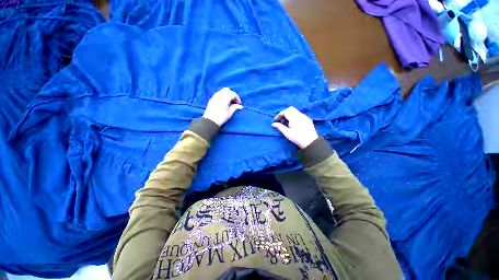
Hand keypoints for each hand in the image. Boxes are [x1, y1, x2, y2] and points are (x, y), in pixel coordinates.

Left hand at [203, 88, 242, 125]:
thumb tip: (240, 106)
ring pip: (222, 91)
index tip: (239, 104)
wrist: (210, 120)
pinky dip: (223, 96)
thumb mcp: (230, 112)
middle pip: (228, 90)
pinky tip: (224, 102)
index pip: (233, 94)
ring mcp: (215, 96)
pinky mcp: (212, 99)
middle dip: (232, 94)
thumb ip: (235, 107)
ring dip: (227, 94)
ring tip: (229, 102)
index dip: (237, 98)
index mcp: (225, 98)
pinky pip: (218, 94)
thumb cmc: (221, 117)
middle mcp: (220, 95)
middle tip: (234, 101)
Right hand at [272, 106, 318, 148]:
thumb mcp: (287, 133)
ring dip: (289, 114)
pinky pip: (299, 114)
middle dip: (284, 113)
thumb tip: (273, 124)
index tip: (276, 120)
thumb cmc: (297, 138)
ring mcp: (304, 116)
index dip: (279, 114)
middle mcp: (300, 115)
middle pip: (290, 109)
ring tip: (286, 123)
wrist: (310, 142)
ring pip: (295, 111)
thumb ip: (280, 127)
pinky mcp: (307, 119)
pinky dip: (294, 116)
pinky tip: (293, 123)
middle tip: (281, 120)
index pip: (285, 111)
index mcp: (294, 118)